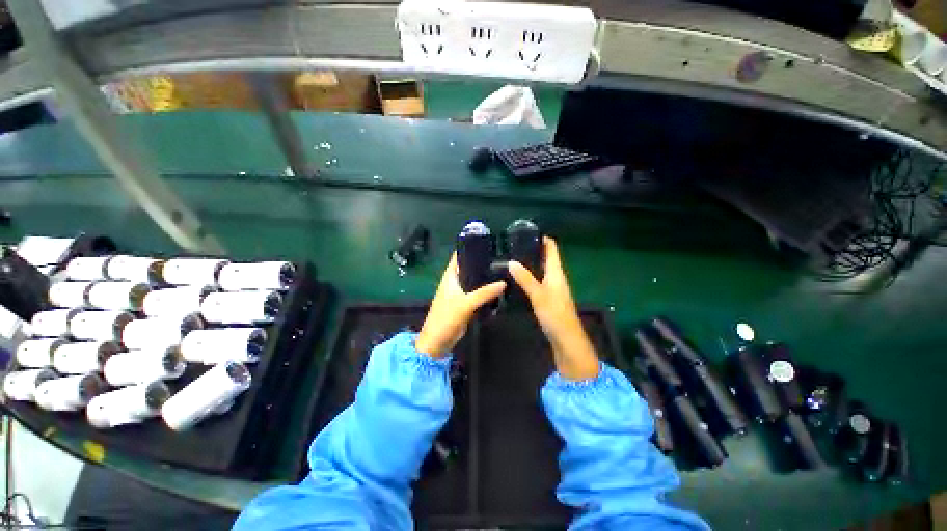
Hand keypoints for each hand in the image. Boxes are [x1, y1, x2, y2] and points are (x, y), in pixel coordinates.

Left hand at [415, 253, 506, 356]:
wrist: (438, 341)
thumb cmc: (446, 318)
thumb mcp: (465, 303)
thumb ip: (484, 293)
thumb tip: (503, 283)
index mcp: (450, 276)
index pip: (459, 256)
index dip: (470, 248)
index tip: (487, 242)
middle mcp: (455, 282)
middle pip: (469, 268)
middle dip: (482, 263)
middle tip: (502, 258)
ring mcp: (461, 293)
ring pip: (474, 281)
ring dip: (485, 278)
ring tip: (504, 271)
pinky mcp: (466, 304)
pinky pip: (477, 294)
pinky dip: (486, 291)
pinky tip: (499, 289)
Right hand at [508, 237, 599, 379]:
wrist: (566, 339)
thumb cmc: (555, 315)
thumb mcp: (539, 295)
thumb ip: (525, 278)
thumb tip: (511, 261)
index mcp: (557, 273)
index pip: (552, 249)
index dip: (543, 239)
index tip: (528, 231)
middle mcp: (556, 278)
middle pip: (546, 258)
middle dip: (533, 249)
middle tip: (514, 245)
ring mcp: (553, 288)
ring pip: (542, 270)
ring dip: (531, 263)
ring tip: (513, 258)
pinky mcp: (549, 298)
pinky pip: (539, 281)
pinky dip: (530, 276)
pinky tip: (518, 279)